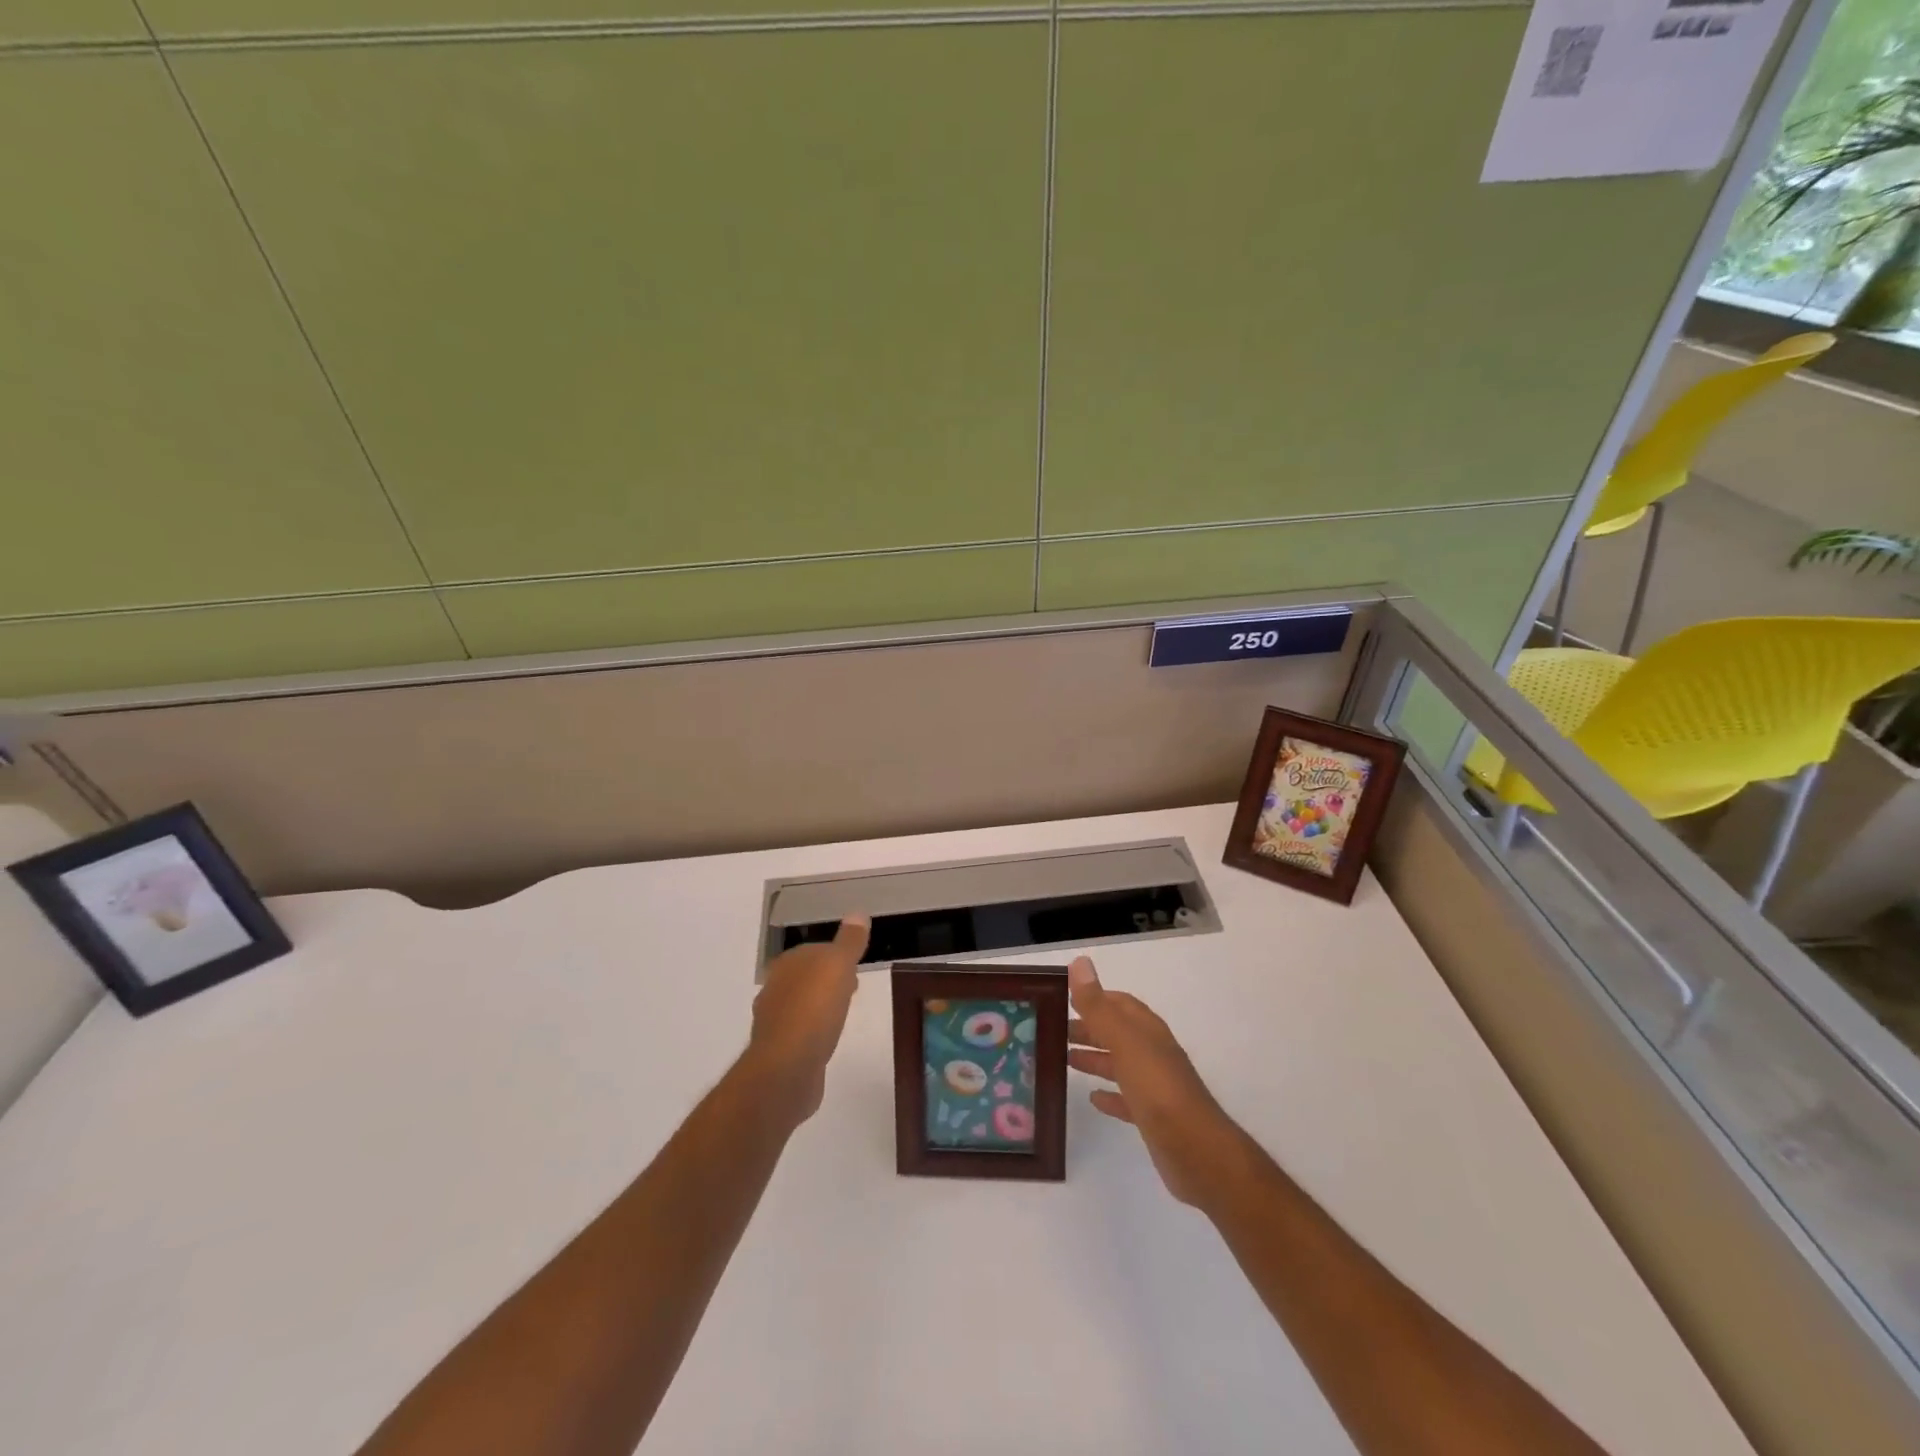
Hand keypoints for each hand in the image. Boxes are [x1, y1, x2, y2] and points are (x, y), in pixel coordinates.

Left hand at [746, 917, 869, 1122]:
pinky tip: (828, 1039)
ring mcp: (774, 1021)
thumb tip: (857, 913)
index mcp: (787, 964)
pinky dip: (815, 1031)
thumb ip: (849, 941)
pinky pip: (801, 1032)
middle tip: (852, 987)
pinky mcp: (779, 1050)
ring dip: (821, 1006)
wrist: (787, 1068)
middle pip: (806, 977)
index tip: (855, 965)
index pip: (813, 950)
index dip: (835, 955)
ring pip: (802, 1004)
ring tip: (844, 1013)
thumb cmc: (814, 1009)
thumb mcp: (838, 966)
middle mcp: (775, 988)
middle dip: (827, 980)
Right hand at [1068, 956, 1243, 1206]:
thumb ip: (1099, 1006)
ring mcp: (1154, 1086)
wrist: (1196, 1150)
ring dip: (1095, 1058)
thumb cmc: (1158, 1089)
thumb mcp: (1124, 1042)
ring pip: (1119, 1064)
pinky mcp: (1153, 1117)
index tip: (1064, 999)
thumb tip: (1080, 963)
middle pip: (1117, 1033)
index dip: (1094, 998)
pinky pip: (1126, 1098)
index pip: (1120, 1004)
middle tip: (1054, 1030)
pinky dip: (1109, 1094)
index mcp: (1147, 1031)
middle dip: (1089, 1028)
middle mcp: (1152, 1053)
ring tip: (1064, 1058)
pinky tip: (1093, 1098)